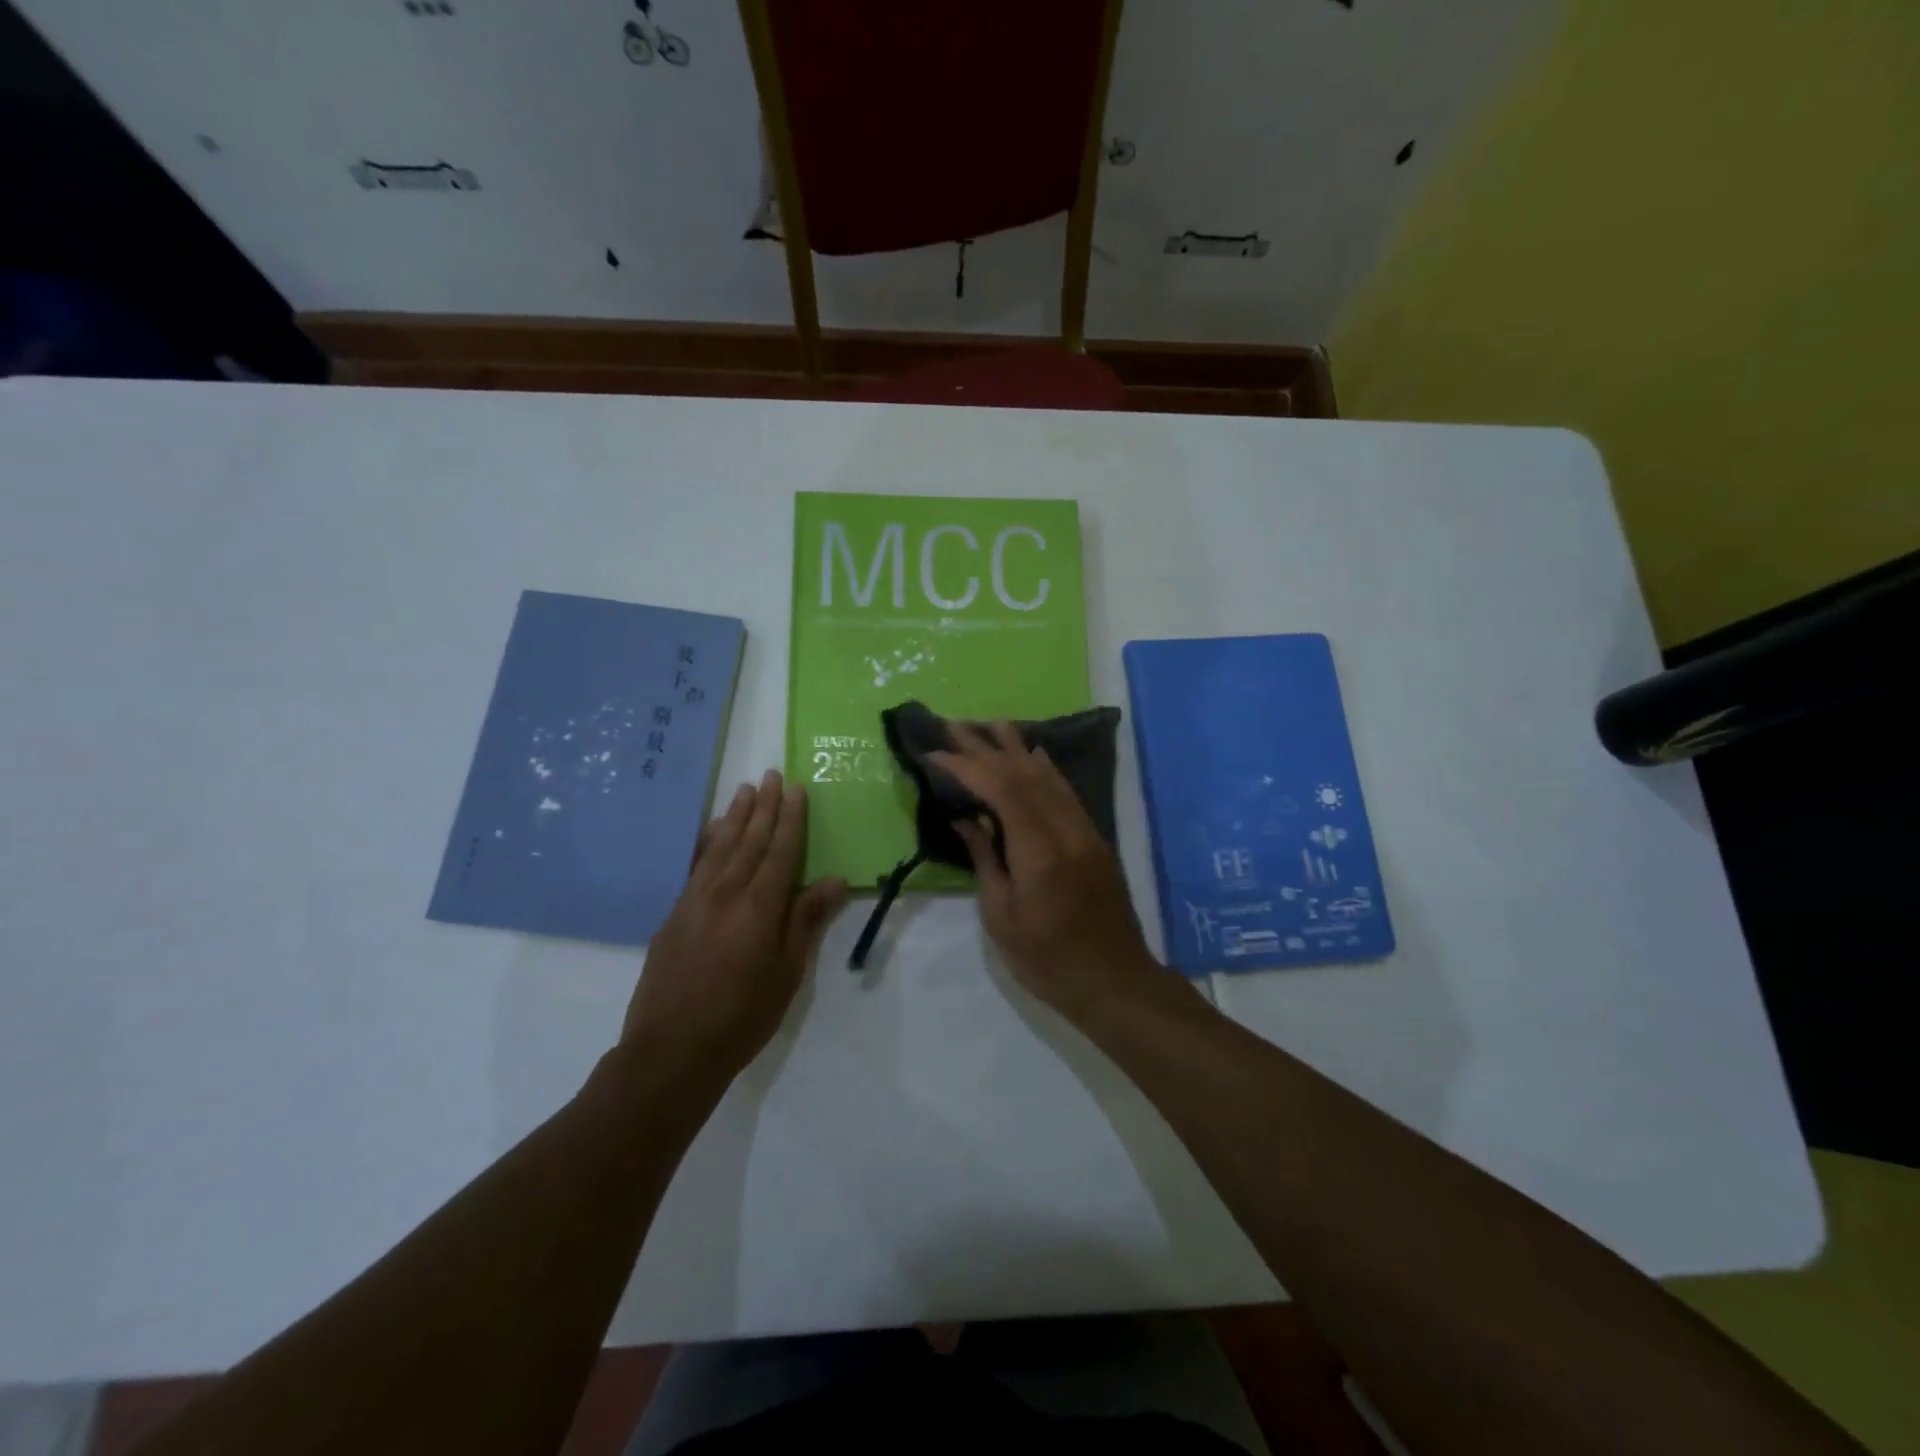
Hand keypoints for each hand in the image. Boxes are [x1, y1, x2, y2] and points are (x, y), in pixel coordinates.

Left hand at [621, 771, 846, 1081]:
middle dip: (764, 807)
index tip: (796, 789)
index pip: (780, 851)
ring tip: (745, 790)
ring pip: (720, 847)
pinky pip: (696, 865)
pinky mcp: (675, 914)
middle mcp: (726, 893)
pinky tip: (713, 832)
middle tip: (771, 775)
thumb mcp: (787, 973)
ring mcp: (695, 901)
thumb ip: (806, 921)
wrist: (671, 1051)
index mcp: (760, 906)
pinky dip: (708, 843)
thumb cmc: (742, 1016)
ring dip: (735, 816)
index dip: (791, 819)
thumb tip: (834, 880)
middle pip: (750, 840)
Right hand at [930, 723, 1163, 1022]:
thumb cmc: (1048, 960)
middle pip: (1025, 774)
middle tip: (955, 725)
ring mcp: (1085, 832)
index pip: (1001, 789)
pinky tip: (1034, 754)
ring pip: (1049, 776)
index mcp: (1039, 852)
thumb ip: (985, 860)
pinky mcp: (1094, 839)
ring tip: (991, 724)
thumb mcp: (1002, 917)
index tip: (936, 753)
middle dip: (986, 747)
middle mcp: (1065, 830)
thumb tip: (964, 819)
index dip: (967, 765)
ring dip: (1017, 747)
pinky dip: (1045, 767)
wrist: (1115, 980)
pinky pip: (1066, 791)